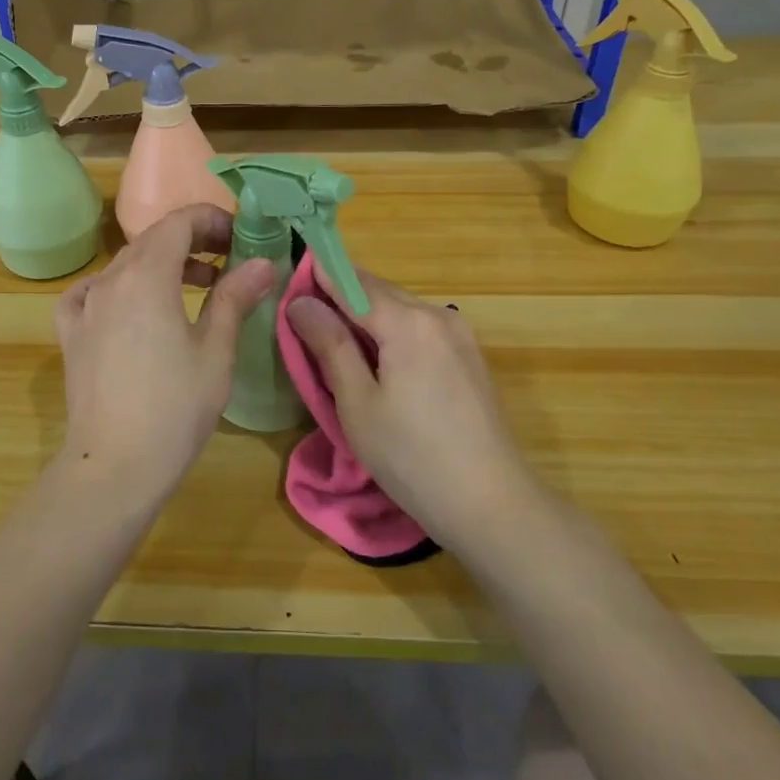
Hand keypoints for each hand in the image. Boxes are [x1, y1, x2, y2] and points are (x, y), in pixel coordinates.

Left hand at [55, 204, 275, 498]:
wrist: (114, 466)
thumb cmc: (175, 408)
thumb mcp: (216, 351)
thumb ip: (235, 298)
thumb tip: (262, 262)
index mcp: (147, 276)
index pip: (179, 223)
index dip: (212, 221)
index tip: (240, 238)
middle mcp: (110, 280)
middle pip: (152, 240)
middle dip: (193, 241)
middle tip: (229, 261)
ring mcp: (85, 306)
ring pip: (125, 265)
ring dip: (162, 264)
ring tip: (197, 286)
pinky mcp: (71, 334)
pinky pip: (91, 293)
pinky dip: (117, 287)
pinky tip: (130, 305)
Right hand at [286, 268, 531, 551]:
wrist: (492, 505)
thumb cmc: (412, 457)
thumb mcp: (358, 403)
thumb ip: (330, 345)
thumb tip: (301, 302)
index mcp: (407, 322)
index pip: (351, 282)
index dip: (318, 274)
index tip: (287, 276)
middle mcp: (437, 315)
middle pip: (377, 290)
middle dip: (339, 294)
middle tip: (302, 313)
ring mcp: (459, 335)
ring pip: (399, 308)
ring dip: (364, 314)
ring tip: (332, 337)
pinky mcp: (468, 356)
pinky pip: (418, 327)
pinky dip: (390, 330)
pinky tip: (375, 358)